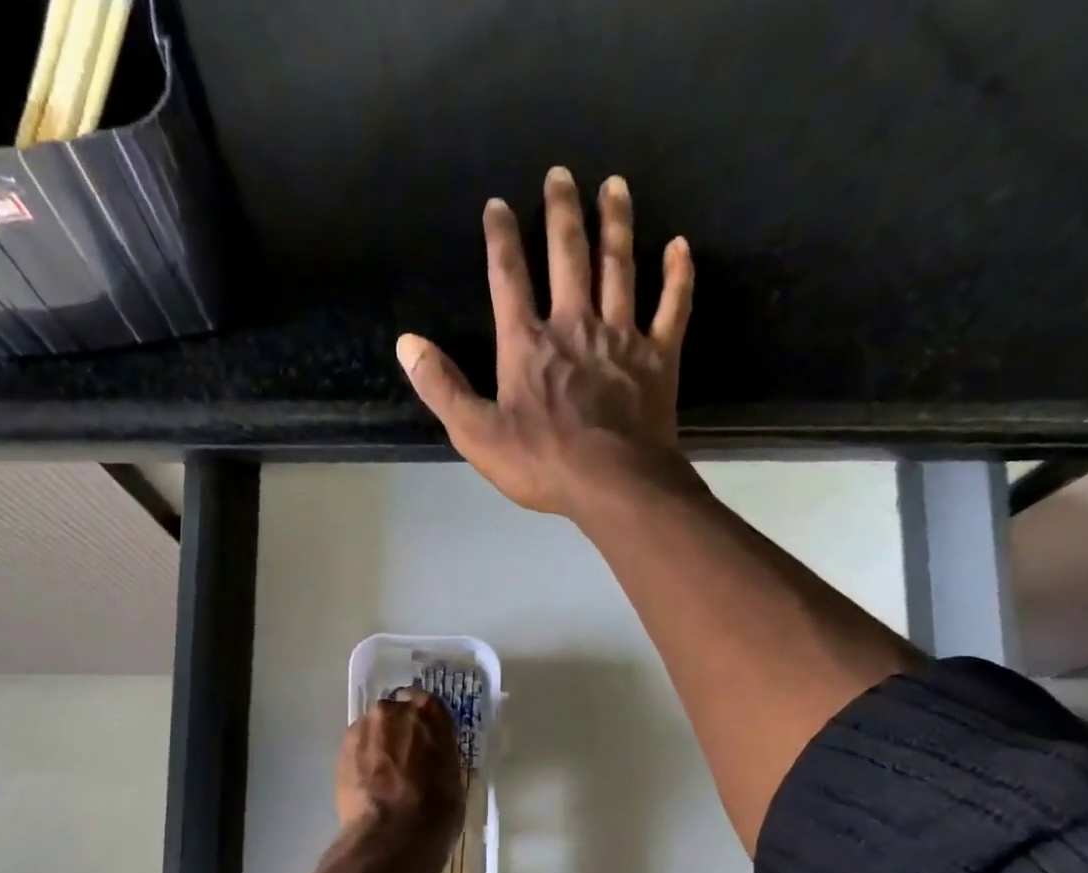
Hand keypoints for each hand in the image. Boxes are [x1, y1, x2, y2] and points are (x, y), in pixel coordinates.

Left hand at [334, 689, 465, 872]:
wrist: (391, 836)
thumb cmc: (436, 811)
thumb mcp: (454, 780)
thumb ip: (440, 759)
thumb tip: (431, 762)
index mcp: (430, 713)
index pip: (428, 705)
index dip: (426, 725)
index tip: (426, 741)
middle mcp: (395, 711)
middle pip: (396, 713)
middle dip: (399, 731)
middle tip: (405, 760)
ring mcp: (364, 728)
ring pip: (373, 729)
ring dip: (378, 745)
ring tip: (383, 776)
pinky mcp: (342, 749)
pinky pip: (356, 747)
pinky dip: (362, 759)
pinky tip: (369, 784)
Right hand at [395, 166, 694, 517]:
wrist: (613, 484)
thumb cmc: (541, 462)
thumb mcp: (477, 434)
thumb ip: (442, 388)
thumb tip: (407, 343)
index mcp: (528, 344)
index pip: (508, 278)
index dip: (500, 238)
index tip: (498, 205)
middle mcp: (575, 325)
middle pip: (568, 256)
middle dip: (562, 212)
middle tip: (562, 173)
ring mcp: (622, 337)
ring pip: (619, 267)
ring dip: (616, 224)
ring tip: (615, 185)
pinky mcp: (659, 357)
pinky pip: (672, 306)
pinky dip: (677, 275)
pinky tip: (680, 246)